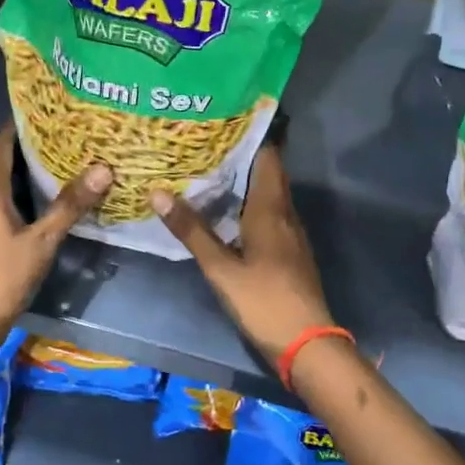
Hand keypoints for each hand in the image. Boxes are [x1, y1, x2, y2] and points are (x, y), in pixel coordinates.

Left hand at [0, 126, 110, 342]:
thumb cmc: (0, 276)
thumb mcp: (41, 241)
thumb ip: (70, 206)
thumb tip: (102, 169)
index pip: (0, 144)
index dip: (20, 124)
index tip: (51, 111)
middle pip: (5, 161)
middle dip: (34, 147)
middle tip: (72, 135)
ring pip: (9, 184)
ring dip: (33, 173)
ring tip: (72, 161)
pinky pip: (10, 204)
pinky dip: (30, 196)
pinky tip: (57, 200)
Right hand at [151, 146, 335, 363]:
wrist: (307, 342)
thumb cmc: (264, 301)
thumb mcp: (220, 268)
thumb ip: (191, 231)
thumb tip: (158, 193)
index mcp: (271, 209)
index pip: (267, 156)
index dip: (248, 136)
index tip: (220, 121)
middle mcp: (286, 213)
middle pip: (268, 173)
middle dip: (241, 155)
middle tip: (205, 143)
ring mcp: (291, 233)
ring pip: (270, 194)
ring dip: (246, 180)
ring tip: (210, 170)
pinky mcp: (290, 251)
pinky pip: (271, 213)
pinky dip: (251, 203)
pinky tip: (229, 211)